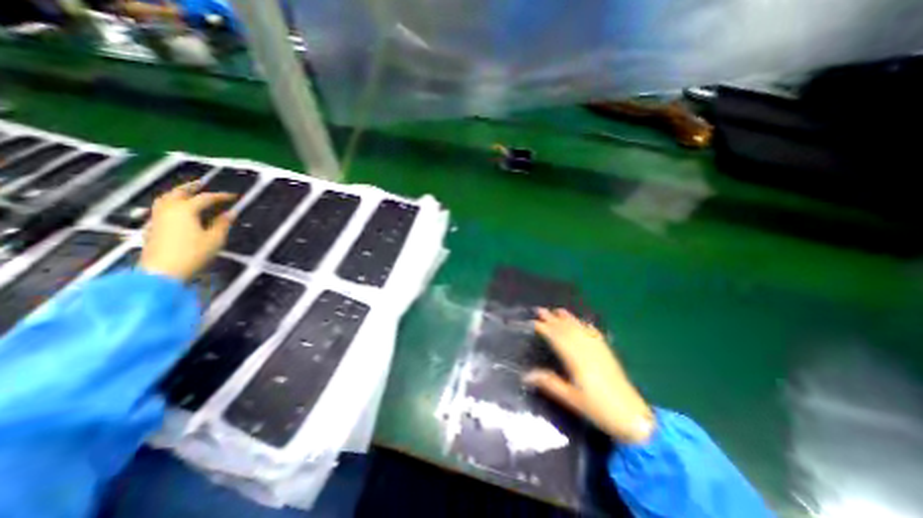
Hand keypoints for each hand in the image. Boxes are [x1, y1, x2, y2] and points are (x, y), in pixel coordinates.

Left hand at [140, 180, 233, 281]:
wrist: (162, 272)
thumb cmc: (193, 254)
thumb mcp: (215, 239)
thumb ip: (222, 224)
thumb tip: (230, 213)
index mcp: (186, 210)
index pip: (206, 198)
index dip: (221, 196)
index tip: (234, 196)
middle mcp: (169, 210)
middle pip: (178, 193)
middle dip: (192, 187)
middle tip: (203, 183)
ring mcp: (158, 218)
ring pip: (166, 199)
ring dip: (178, 193)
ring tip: (188, 193)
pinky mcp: (153, 227)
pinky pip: (161, 208)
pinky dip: (171, 203)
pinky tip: (178, 209)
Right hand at [527, 308, 655, 443]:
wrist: (631, 417)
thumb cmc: (597, 408)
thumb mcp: (570, 399)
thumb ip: (549, 383)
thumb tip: (526, 375)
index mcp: (576, 359)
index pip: (557, 338)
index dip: (545, 329)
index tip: (533, 322)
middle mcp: (586, 350)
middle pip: (567, 330)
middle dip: (552, 319)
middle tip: (540, 310)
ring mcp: (598, 350)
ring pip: (580, 329)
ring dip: (568, 318)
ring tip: (557, 310)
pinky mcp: (607, 353)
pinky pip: (594, 334)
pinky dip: (586, 326)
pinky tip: (583, 322)